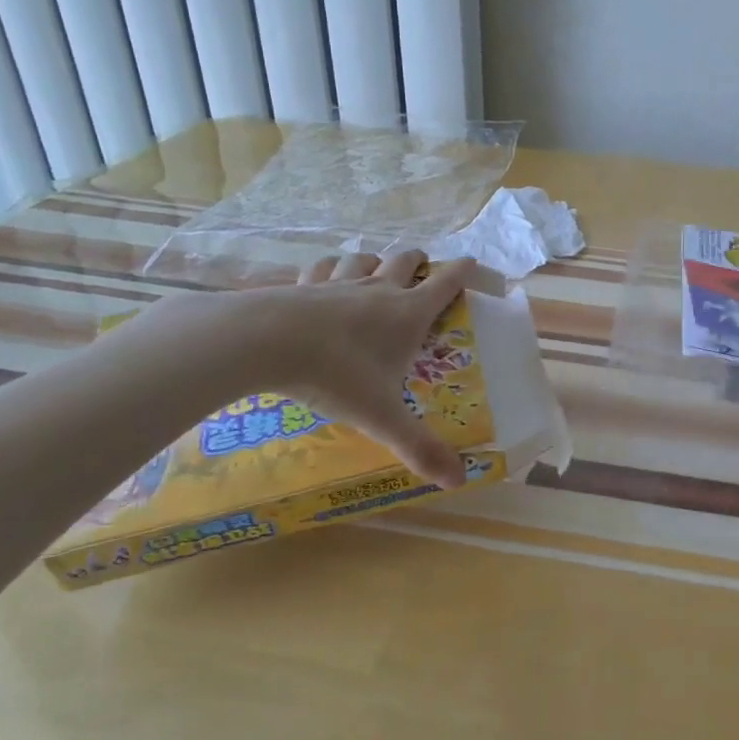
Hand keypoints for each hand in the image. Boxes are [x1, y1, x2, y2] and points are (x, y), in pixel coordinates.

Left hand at [191, 250, 477, 486]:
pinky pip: (322, 267)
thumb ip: (419, 446)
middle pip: (406, 261)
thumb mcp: (382, 417)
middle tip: (422, 269)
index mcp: (408, 315)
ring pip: (365, 259)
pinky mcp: (304, 284)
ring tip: (375, 270)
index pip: (446, 284)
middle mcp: (379, 290)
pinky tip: (324, 277)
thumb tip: (459, 480)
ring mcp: (340, 283)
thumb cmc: (337, 376)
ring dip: (375, 261)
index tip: (470, 262)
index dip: (462, 271)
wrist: (267, 342)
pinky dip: (329, 268)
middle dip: (418, 261)